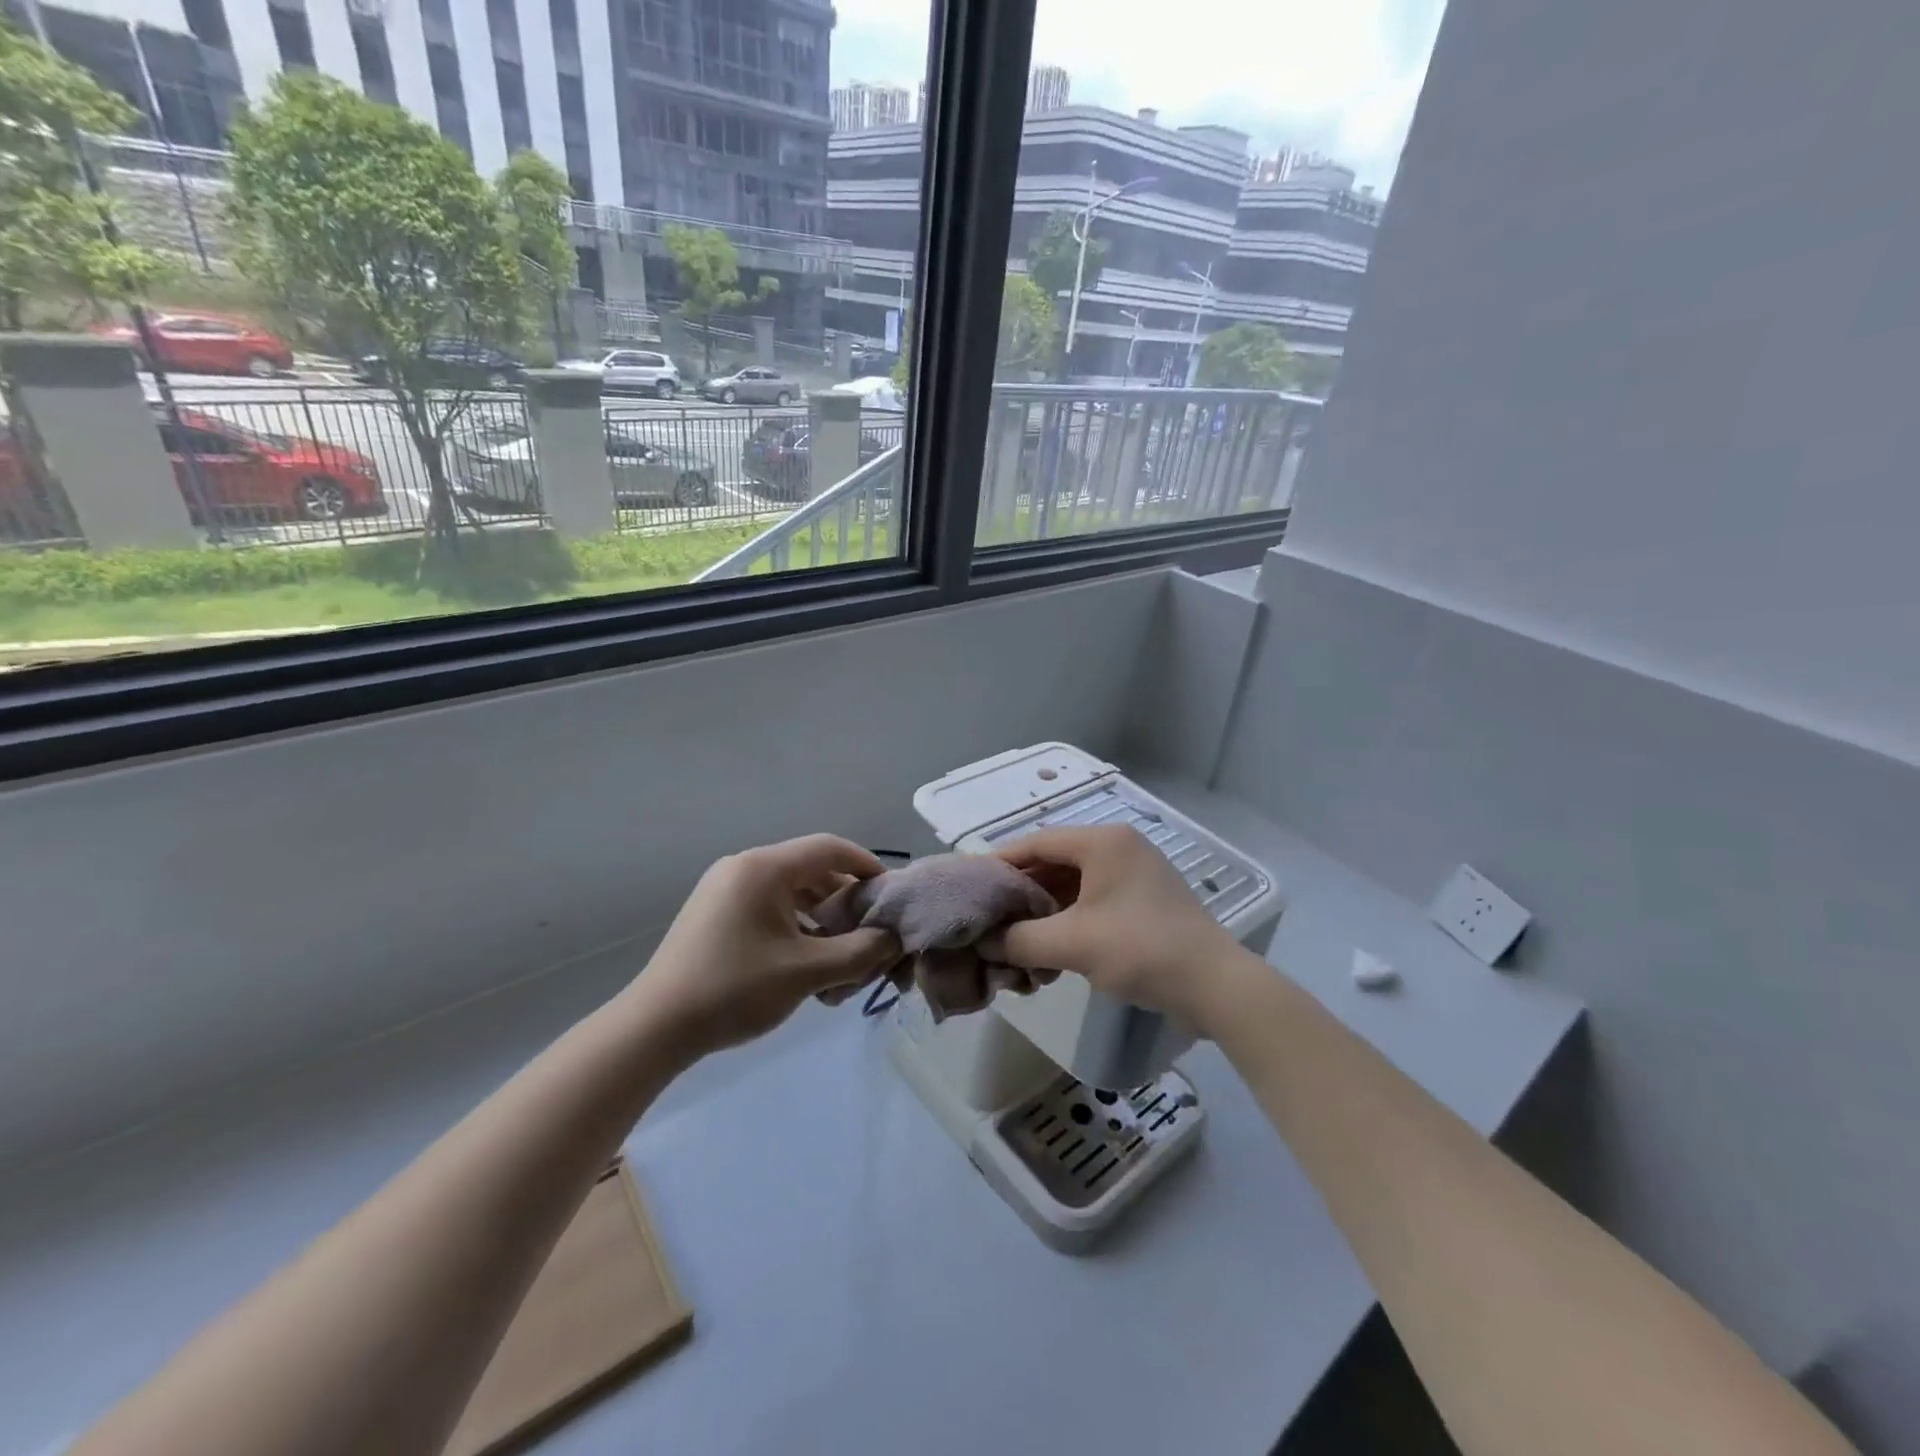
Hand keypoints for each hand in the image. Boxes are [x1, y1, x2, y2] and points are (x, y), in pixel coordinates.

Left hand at [626, 835, 900, 1058]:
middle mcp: (744, 867)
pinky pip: (768, 907)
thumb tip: (892, 940)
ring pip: (790, 892)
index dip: (867, 865)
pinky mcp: (714, 912)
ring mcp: (725, 889)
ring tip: (840, 956)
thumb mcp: (807, 972)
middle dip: (845, 901)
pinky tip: (806, 962)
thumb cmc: (735, 989)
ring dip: (821, 918)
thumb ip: (860, 952)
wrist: (656, 1027)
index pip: (830, 848)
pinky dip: (794, 926)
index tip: (890, 895)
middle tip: (869, 933)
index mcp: (765, 868)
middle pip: (811, 870)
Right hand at [989, 825, 1247, 1030]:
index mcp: (1104, 842)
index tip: (972, 885)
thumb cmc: (1141, 950)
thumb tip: (985, 943)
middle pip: (1055, 861)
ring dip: (1044, 909)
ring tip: (1014, 937)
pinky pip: (1093, 900)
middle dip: (1021, 891)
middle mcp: (1119, 847)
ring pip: (1073, 884)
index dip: (1001, 862)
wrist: (1216, 986)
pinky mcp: (1144, 900)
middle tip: (989, 916)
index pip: (1037, 842)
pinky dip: (1068, 919)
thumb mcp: (1072, 944)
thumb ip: (1020, 940)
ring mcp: (1135, 873)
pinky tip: (1049, 948)